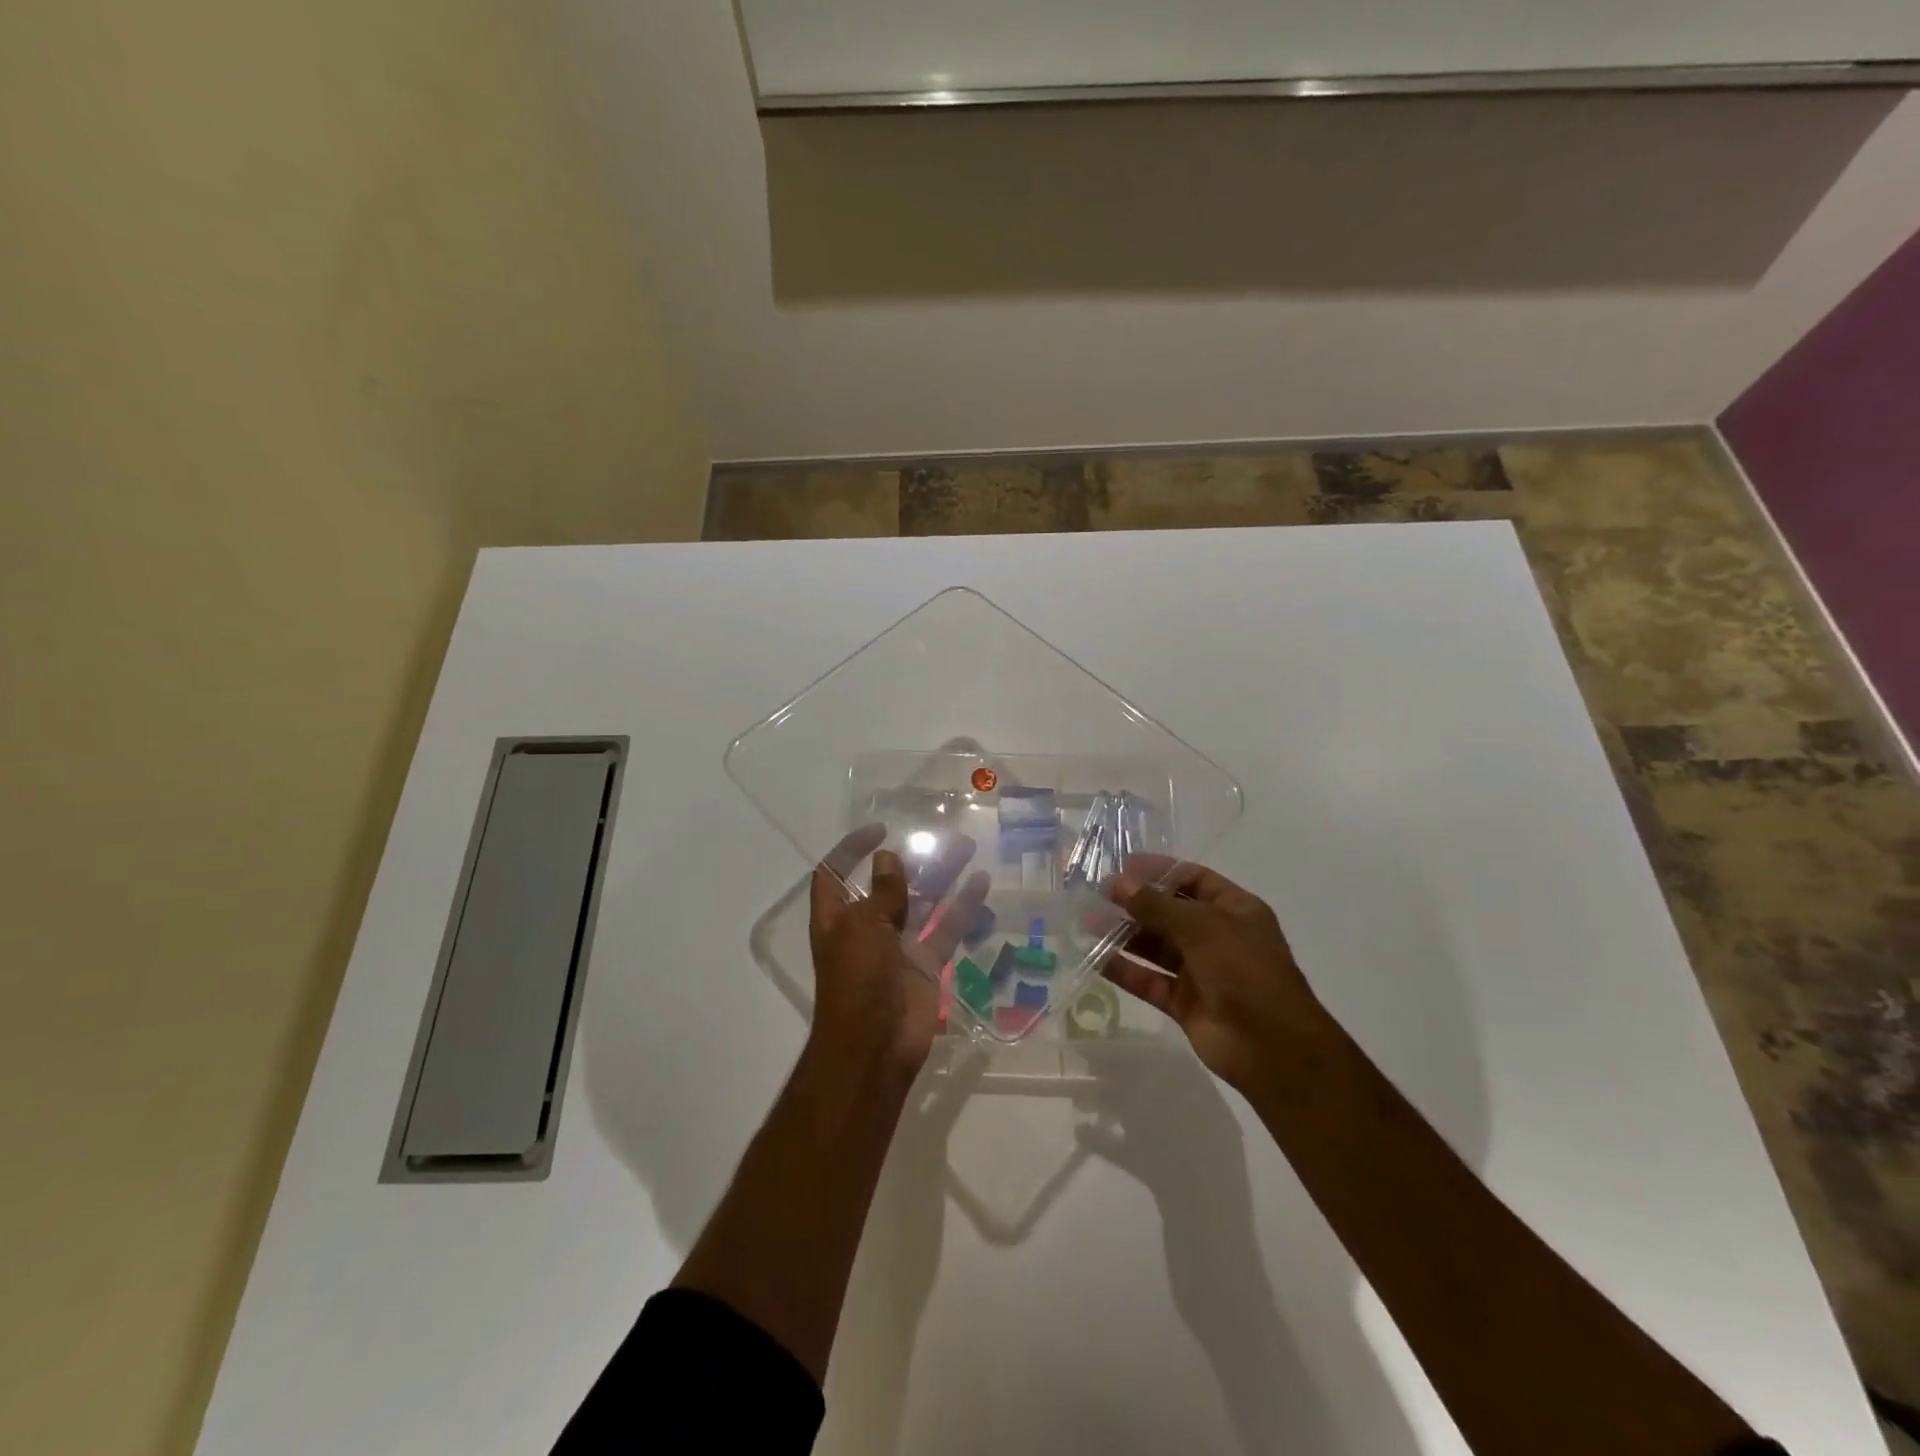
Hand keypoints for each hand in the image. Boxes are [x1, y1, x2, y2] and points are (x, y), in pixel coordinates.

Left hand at [808, 824, 986, 1076]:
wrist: (874, 1047)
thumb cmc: (857, 981)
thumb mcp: (863, 928)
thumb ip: (881, 893)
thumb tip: (887, 858)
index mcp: (837, 917)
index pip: (836, 873)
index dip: (851, 849)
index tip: (880, 830)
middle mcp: (866, 927)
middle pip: (887, 884)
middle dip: (910, 859)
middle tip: (939, 835)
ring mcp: (898, 946)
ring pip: (922, 901)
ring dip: (941, 875)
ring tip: (966, 847)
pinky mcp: (925, 964)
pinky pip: (946, 928)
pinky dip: (963, 907)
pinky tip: (981, 882)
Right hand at [1104, 854, 1331, 1096]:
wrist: (1271, 1046)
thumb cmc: (1244, 970)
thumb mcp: (1201, 926)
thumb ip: (1156, 904)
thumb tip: (1117, 882)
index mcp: (1234, 910)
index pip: (1193, 879)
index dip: (1159, 871)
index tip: (1123, 866)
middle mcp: (1217, 937)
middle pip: (1170, 912)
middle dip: (1135, 903)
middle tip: (1097, 894)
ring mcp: (1201, 971)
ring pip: (1156, 946)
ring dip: (1124, 934)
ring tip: (1087, 922)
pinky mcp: (1184, 1002)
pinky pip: (1150, 980)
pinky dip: (1125, 970)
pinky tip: (1095, 958)